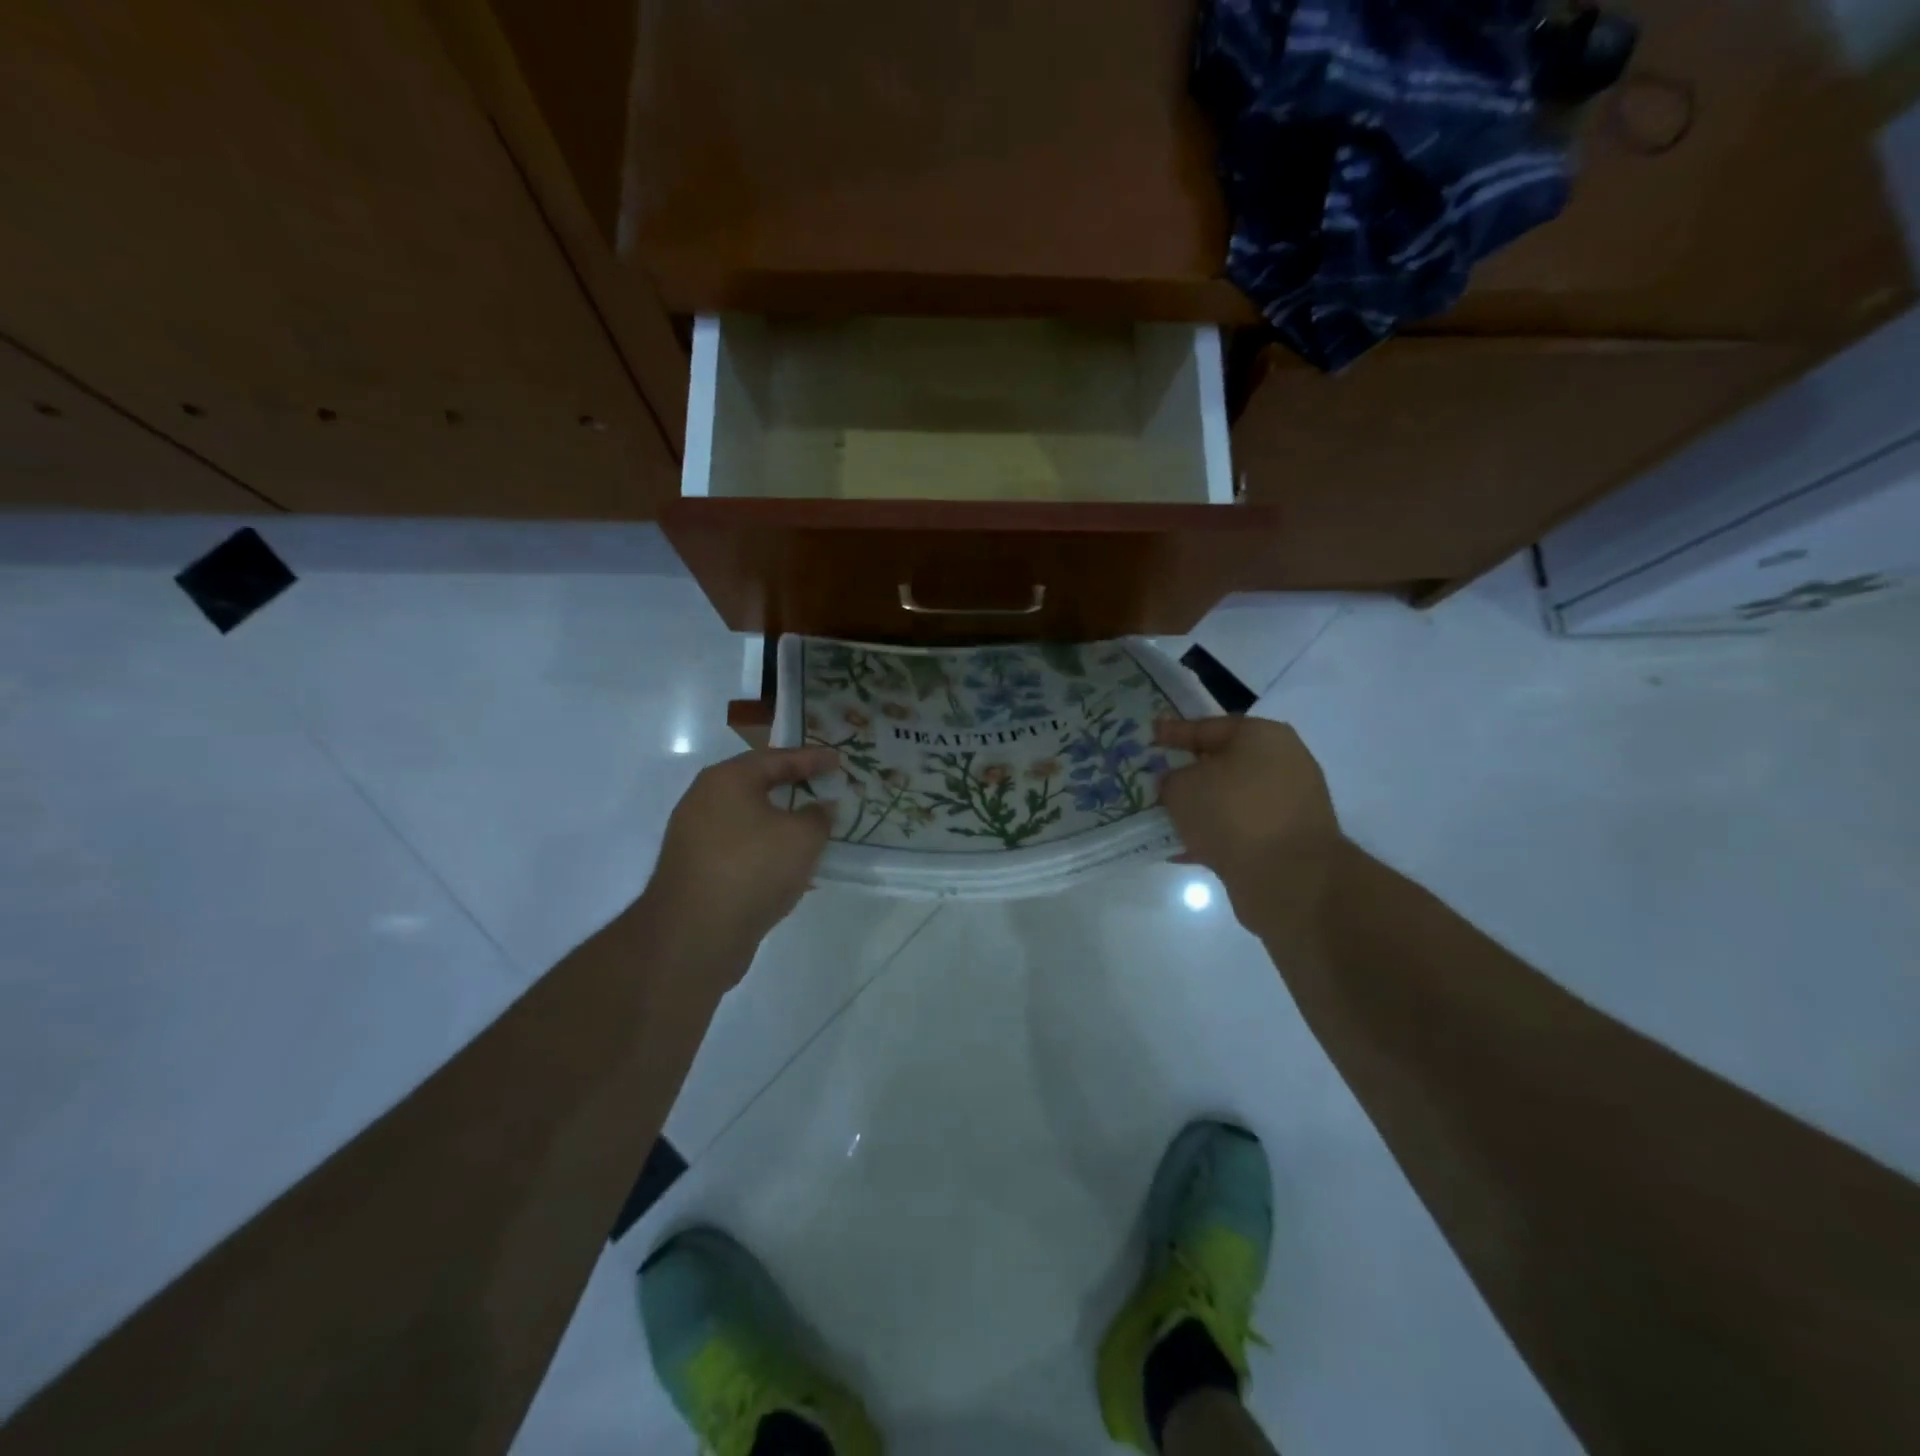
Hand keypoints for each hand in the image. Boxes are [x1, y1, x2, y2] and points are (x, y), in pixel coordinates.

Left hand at [644, 746, 839, 967]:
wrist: (695, 935)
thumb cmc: (753, 868)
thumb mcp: (802, 837)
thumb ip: (819, 816)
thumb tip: (820, 808)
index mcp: (727, 780)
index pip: (777, 758)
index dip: (812, 758)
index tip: (840, 760)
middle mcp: (705, 801)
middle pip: (758, 786)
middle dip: (794, 789)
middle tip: (825, 789)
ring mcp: (695, 837)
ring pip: (750, 821)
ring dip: (782, 825)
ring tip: (815, 830)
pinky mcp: (696, 871)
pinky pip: (741, 850)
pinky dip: (768, 851)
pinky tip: (793, 869)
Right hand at [1154, 717, 1342, 934]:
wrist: (1287, 876)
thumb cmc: (1231, 813)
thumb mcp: (1181, 788)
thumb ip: (1171, 780)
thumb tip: (1177, 785)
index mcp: (1262, 736)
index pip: (1208, 728)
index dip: (1175, 732)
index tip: (1152, 735)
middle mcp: (1283, 763)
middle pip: (1224, 763)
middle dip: (1190, 773)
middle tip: (1159, 777)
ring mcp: (1290, 803)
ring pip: (1232, 799)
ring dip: (1202, 807)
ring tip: (1167, 816)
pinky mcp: (1289, 839)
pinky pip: (1242, 829)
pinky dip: (1216, 835)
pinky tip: (1186, 848)